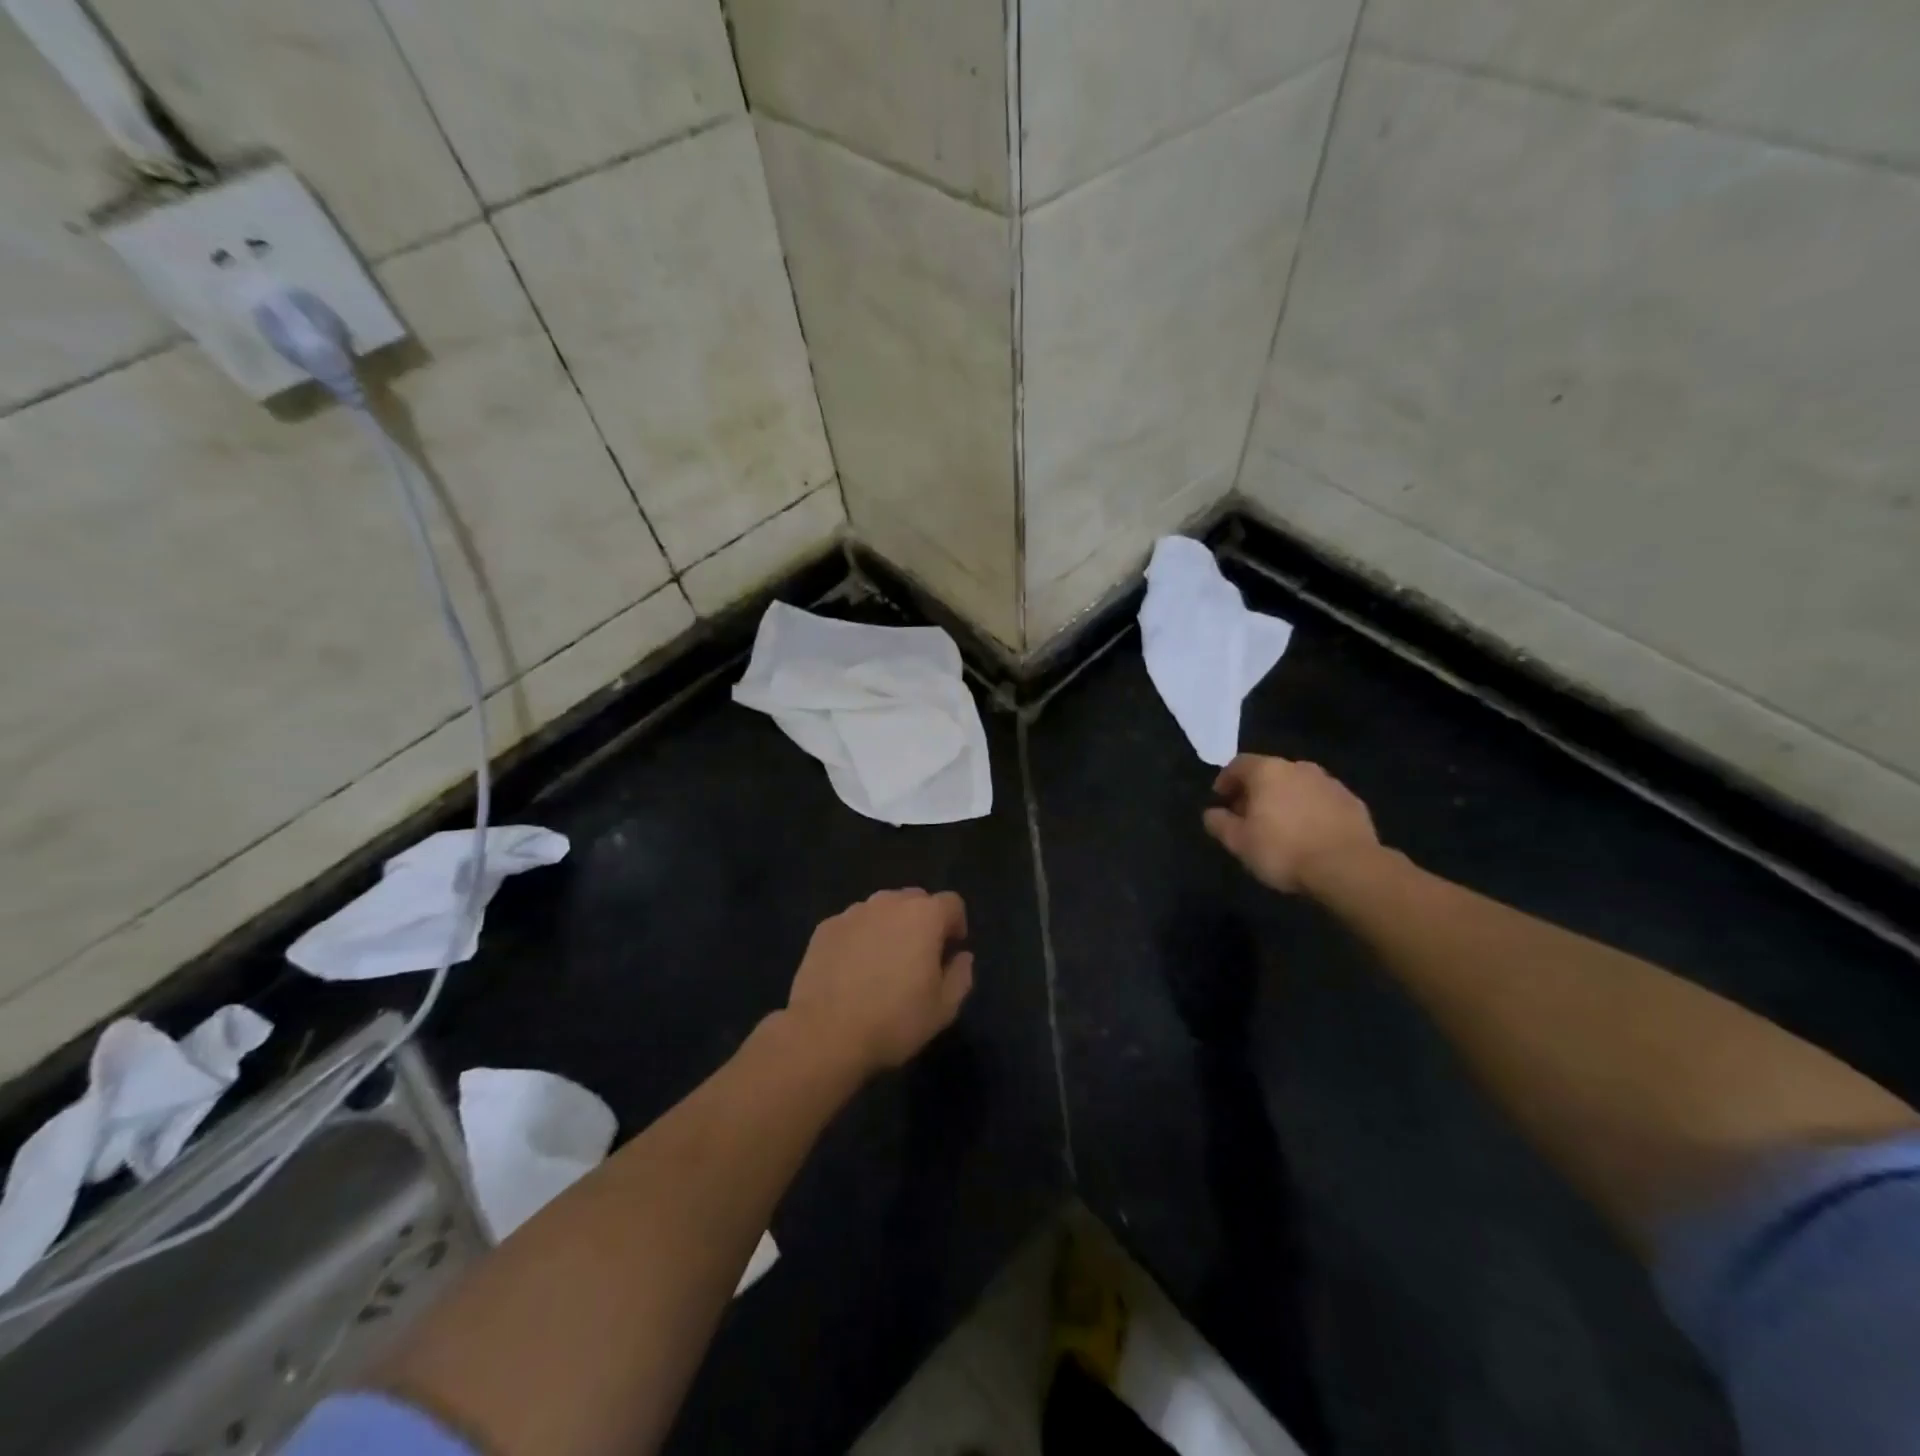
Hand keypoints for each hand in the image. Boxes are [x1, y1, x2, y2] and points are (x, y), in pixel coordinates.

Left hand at [786, 889, 973, 1074]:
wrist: (825, 1033)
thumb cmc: (894, 1021)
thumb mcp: (943, 1009)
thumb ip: (960, 976)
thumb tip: (962, 957)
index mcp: (924, 916)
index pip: (952, 903)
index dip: (956, 924)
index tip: (950, 950)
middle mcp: (889, 903)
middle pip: (915, 899)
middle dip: (923, 921)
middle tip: (918, 956)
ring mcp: (853, 912)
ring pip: (881, 909)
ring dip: (890, 926)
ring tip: (883, 962)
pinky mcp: (825, 927)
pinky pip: (853, 924)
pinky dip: (860, 937)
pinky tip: (852, 969)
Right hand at [1203, 755, 1379, 893]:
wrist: (1348, 867)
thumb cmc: (1283, 850)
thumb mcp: (1239, 842)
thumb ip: (1220, 823)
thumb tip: (1211, 813)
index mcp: (1268, 771)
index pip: (1238, 764)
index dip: (1226, 780)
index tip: (1221, 800)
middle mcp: (1299, 768)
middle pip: (1269, 773)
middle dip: (1256, 791)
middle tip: (1248, 816)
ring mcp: (1329, 783)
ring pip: (1298, 786)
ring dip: (1285, 800)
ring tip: (1280, 827)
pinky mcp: (1352, 802)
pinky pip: (1322, 801)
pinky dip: (1310, 811)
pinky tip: (1309, 834)